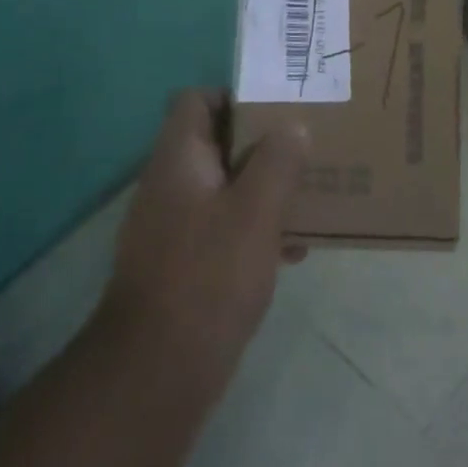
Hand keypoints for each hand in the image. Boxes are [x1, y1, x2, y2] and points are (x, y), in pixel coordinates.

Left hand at [102, 90, 308, 396]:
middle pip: (216, 143)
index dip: (235, 96)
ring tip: (309, 198)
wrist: (157, 370)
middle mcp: (169, 184)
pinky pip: (222, 228)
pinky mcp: (182, 263)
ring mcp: (172, 226)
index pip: (195, 100)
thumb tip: (292, 126)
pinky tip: (292, 252)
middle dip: (262, 146)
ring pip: (224, 187)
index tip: (278, 110)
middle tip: (306, 151)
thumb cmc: (210, 275)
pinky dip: (254, 229)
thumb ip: (277, 161)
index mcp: (178, 159)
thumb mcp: (256, 210)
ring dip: (264, 190)